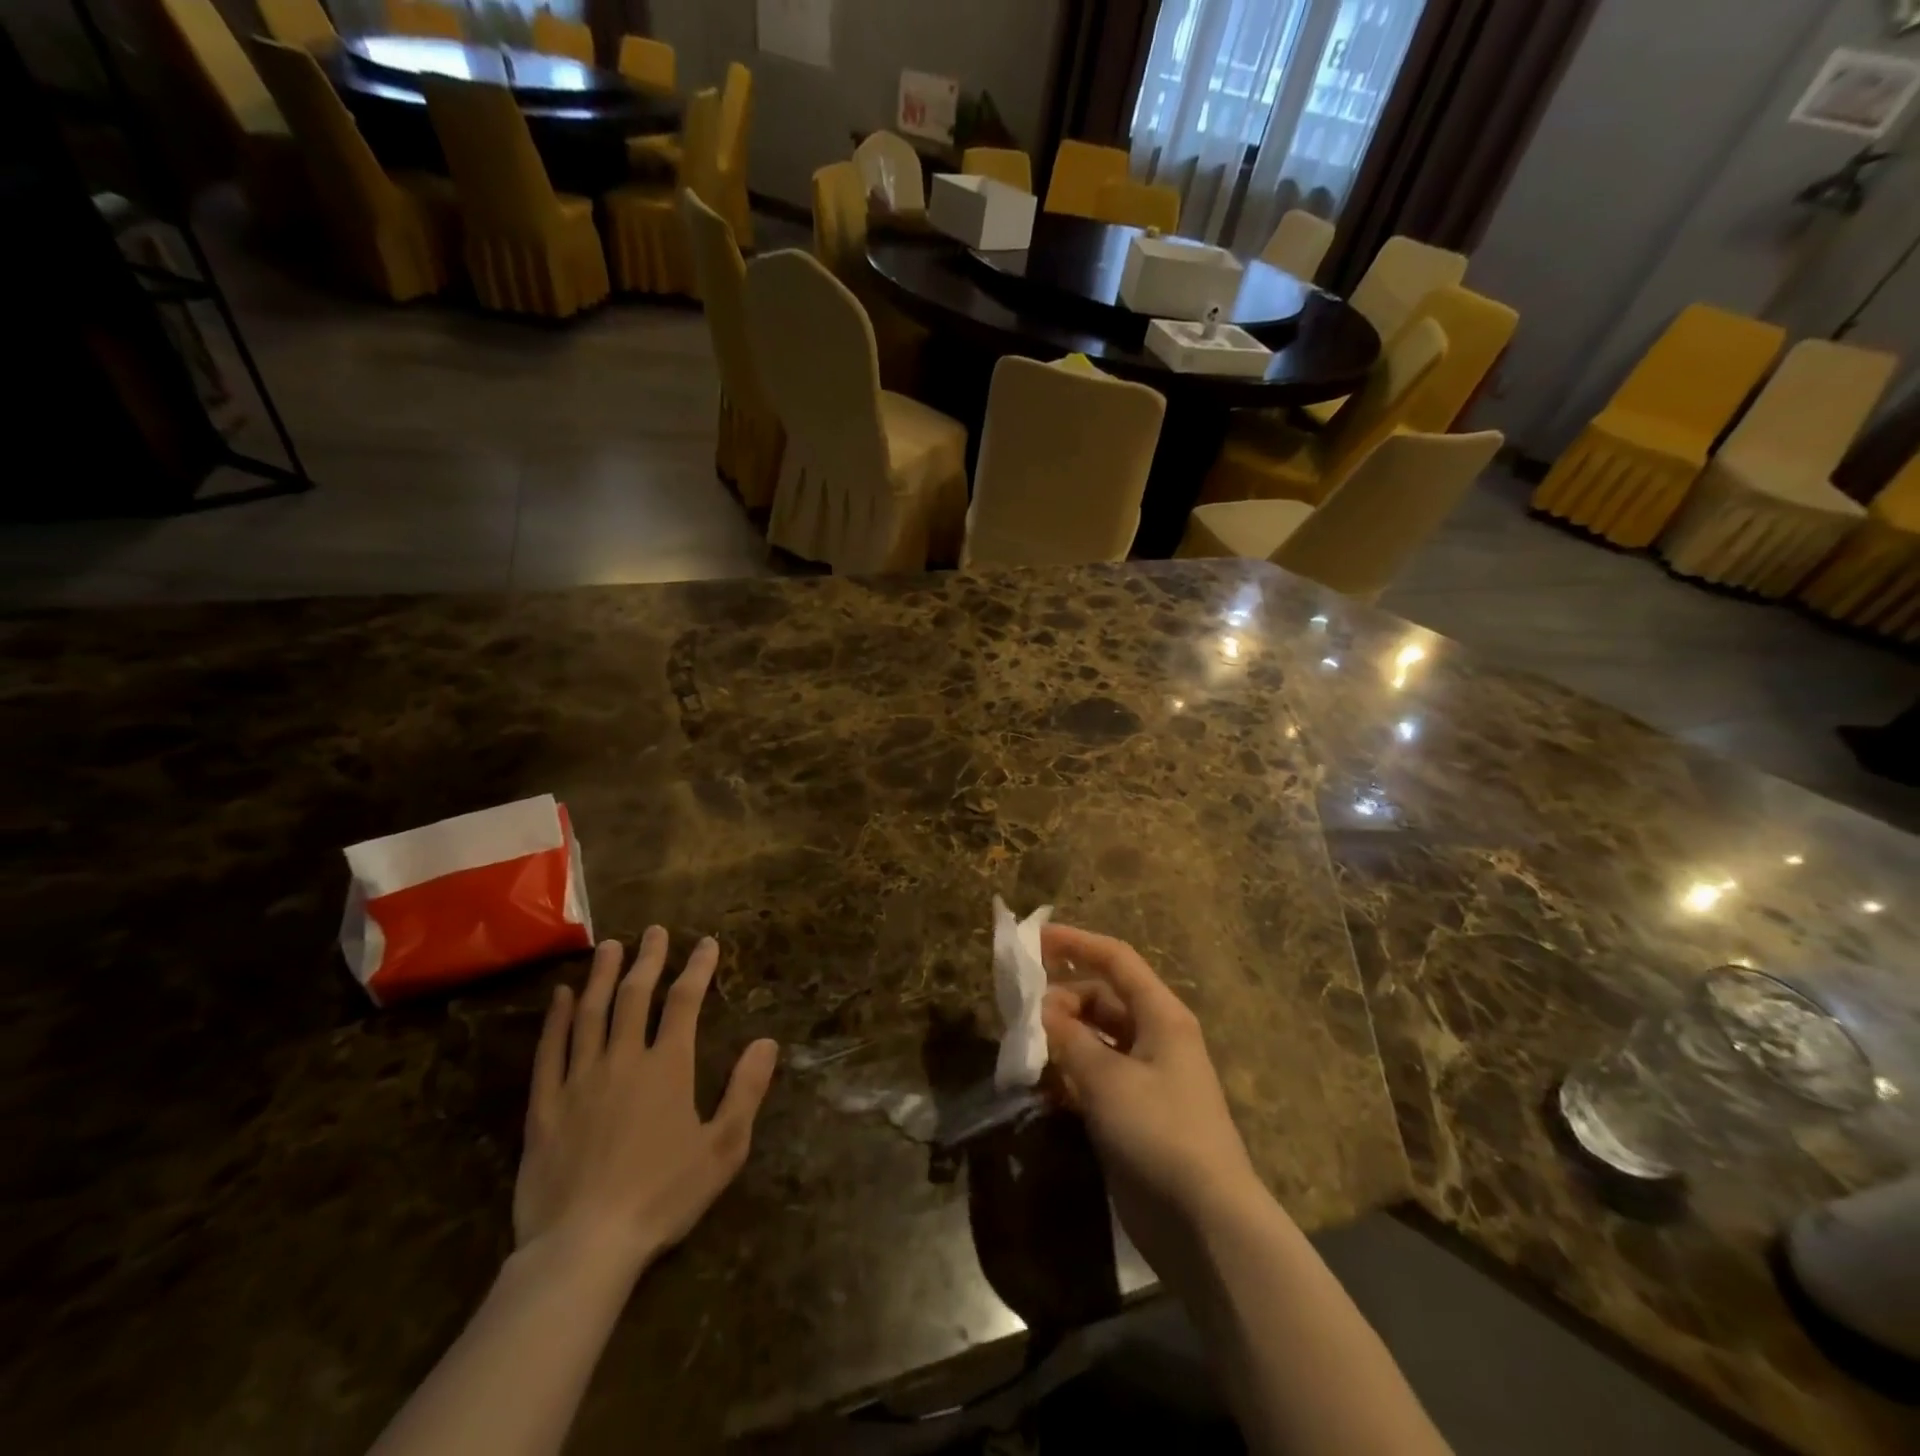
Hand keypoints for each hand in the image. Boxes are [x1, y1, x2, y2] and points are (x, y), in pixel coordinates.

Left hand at [513, 929, 779, 1282]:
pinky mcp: (545, 1106)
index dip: (697, 969)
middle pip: (634, 996)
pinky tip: (561, 996)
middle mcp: (623, 1060)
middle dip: (648, 959)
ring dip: (601, 976)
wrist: (584, 1246)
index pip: (684, 1002)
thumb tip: (767, 1041)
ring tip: (609, 946)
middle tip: (655, 930)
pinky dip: (556, 1019)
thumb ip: (746, 1090)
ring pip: (590, 1013)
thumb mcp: (723, 1148)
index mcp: (668, 1067)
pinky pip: (550, 1051)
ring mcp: (579, 1079)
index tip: (706, 943)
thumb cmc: (662, 1196)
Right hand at [1040, 924, 1260, 1273]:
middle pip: (1102, 999)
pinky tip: (1042, 1086)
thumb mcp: (1108, 1078)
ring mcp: (1146, 1078)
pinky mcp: (1134, 1114)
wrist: (1205, 1224)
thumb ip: (1070, 1039)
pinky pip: (1096, 1077)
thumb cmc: (1160, 1132)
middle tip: (1023, 1015)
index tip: (1034, 940)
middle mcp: (1155, 1037)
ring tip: (1026, 1048)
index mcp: (1161, 1015)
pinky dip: (1070, 1074)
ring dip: (1063, 1039)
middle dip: (1062, 999)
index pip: (1116, 960)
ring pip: (1096, 1039)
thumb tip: (1041, 1010)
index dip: (1076, 943)